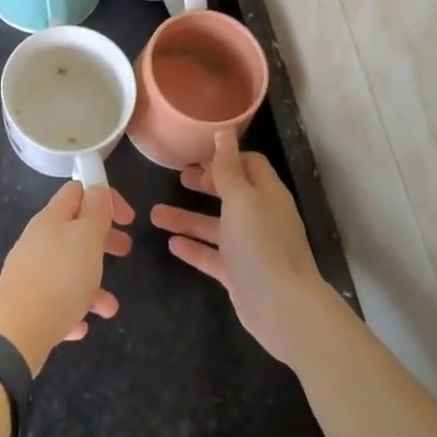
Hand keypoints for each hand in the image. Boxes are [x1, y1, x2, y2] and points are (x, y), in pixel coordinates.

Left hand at [0, 181, 133, 374]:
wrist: (16, 331)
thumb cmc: (60, 277)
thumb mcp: (87, 237)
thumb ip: (95, 211)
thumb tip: (96, 188)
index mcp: (52, 218)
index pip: (77, 191)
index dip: (105, 197)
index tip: (128, 218)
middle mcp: (38, 240)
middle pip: (75, 230)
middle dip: (103, 239)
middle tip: (126, 251)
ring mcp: (30, 271)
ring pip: (68, 269)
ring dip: (93, 284)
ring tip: (109, 307)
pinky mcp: (26, 302)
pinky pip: (56, 300)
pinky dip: (73, 308)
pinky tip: (81, 325)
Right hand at [152, 130, 333, 365]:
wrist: (281, 306)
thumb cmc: (260, 243)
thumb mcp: (241, 198)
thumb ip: (228, 167)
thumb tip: (224, 130)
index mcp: (267, 194)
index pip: (249, 164)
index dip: (225, 157)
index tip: (197, 154)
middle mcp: (261, 217)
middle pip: (231, 193)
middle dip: (204, 184)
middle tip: (178, 177)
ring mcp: (250, 248)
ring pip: (215, 226)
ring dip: (187, 218)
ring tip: (155, 214)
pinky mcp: (239, 274)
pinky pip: (213, 256)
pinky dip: (194, 248)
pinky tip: (171, 244)